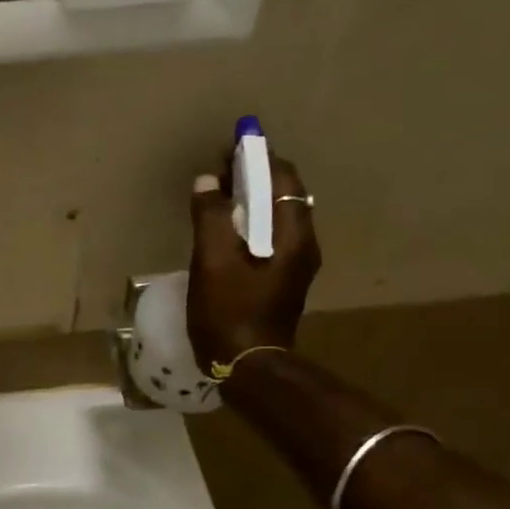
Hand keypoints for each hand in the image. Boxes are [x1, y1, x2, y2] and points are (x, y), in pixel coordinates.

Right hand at [186, 151, 321, 372]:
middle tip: (222, 164)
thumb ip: (211, 216)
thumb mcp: (212, 261)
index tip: (235, 141)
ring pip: (275, 217)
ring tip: (221, 190)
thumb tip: (207, 181)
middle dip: (254, 175)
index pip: (282, 180)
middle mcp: (302, 245)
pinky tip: (227, 227)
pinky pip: (268, 237)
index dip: (259, 157)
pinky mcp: (280, 281)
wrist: (247, 367)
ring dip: (251, 198)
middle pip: (282, 196)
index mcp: (292, 235)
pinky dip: (249, 221)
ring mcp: (293, 265)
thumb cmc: (230, 312)